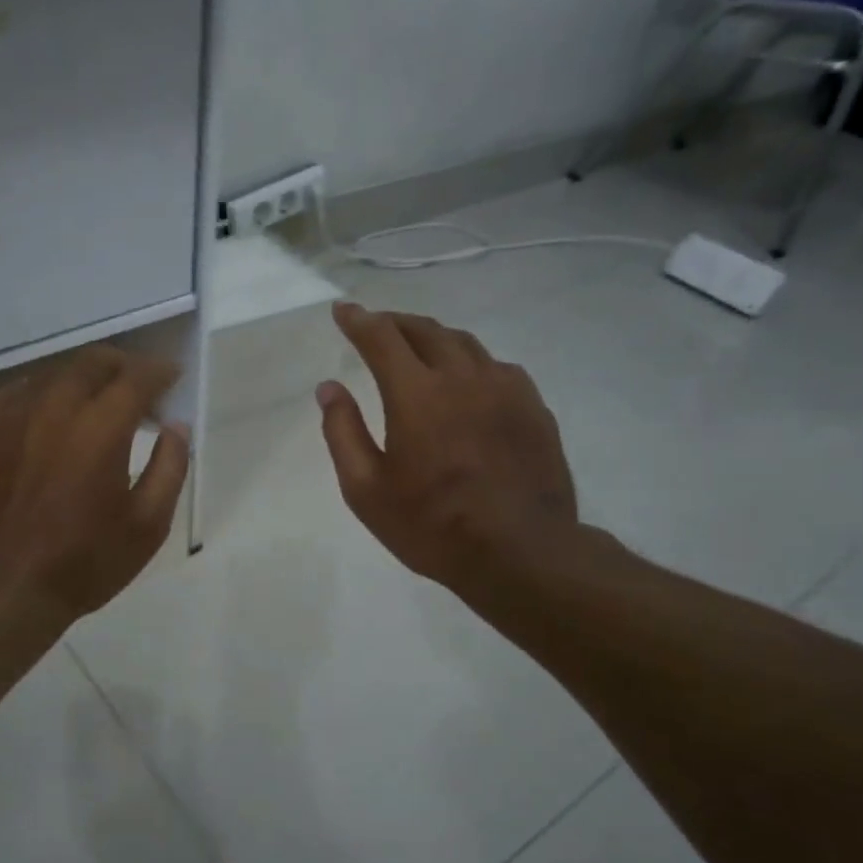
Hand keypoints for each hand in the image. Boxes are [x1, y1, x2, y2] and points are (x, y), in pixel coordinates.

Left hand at [0, 346, 190, 623]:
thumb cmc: (82, 563)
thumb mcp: (147, 526)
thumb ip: (170, 468)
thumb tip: (176, 427)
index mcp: (101, 429)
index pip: (137, 378)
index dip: (160, 372)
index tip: (172, 377)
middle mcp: (55, 409)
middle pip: (93, 363)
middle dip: (124, 365)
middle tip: (140, 386)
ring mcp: (13, 417)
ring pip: (54, 373)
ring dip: (84, 377)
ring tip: (98, 400)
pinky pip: (18, 392)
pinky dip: (45, 392)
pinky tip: (49, 413)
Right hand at [316, 302, 585, 600]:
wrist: (522, 553)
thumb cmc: (432, 526)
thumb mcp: (366, 490)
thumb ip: (342, 433)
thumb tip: (328, 388)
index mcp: (417, 395)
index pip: (382, 338)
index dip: (358, 320)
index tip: (342, 310)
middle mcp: (463, 378)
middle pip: (426, 330)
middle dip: (395, 322)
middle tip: (376, 325)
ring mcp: (506, 389)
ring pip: (465, 344)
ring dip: (434, 338)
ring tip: (418, 347)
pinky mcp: (533, 407)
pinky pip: (497, 367)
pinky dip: (470, 363)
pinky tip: (467, 381)